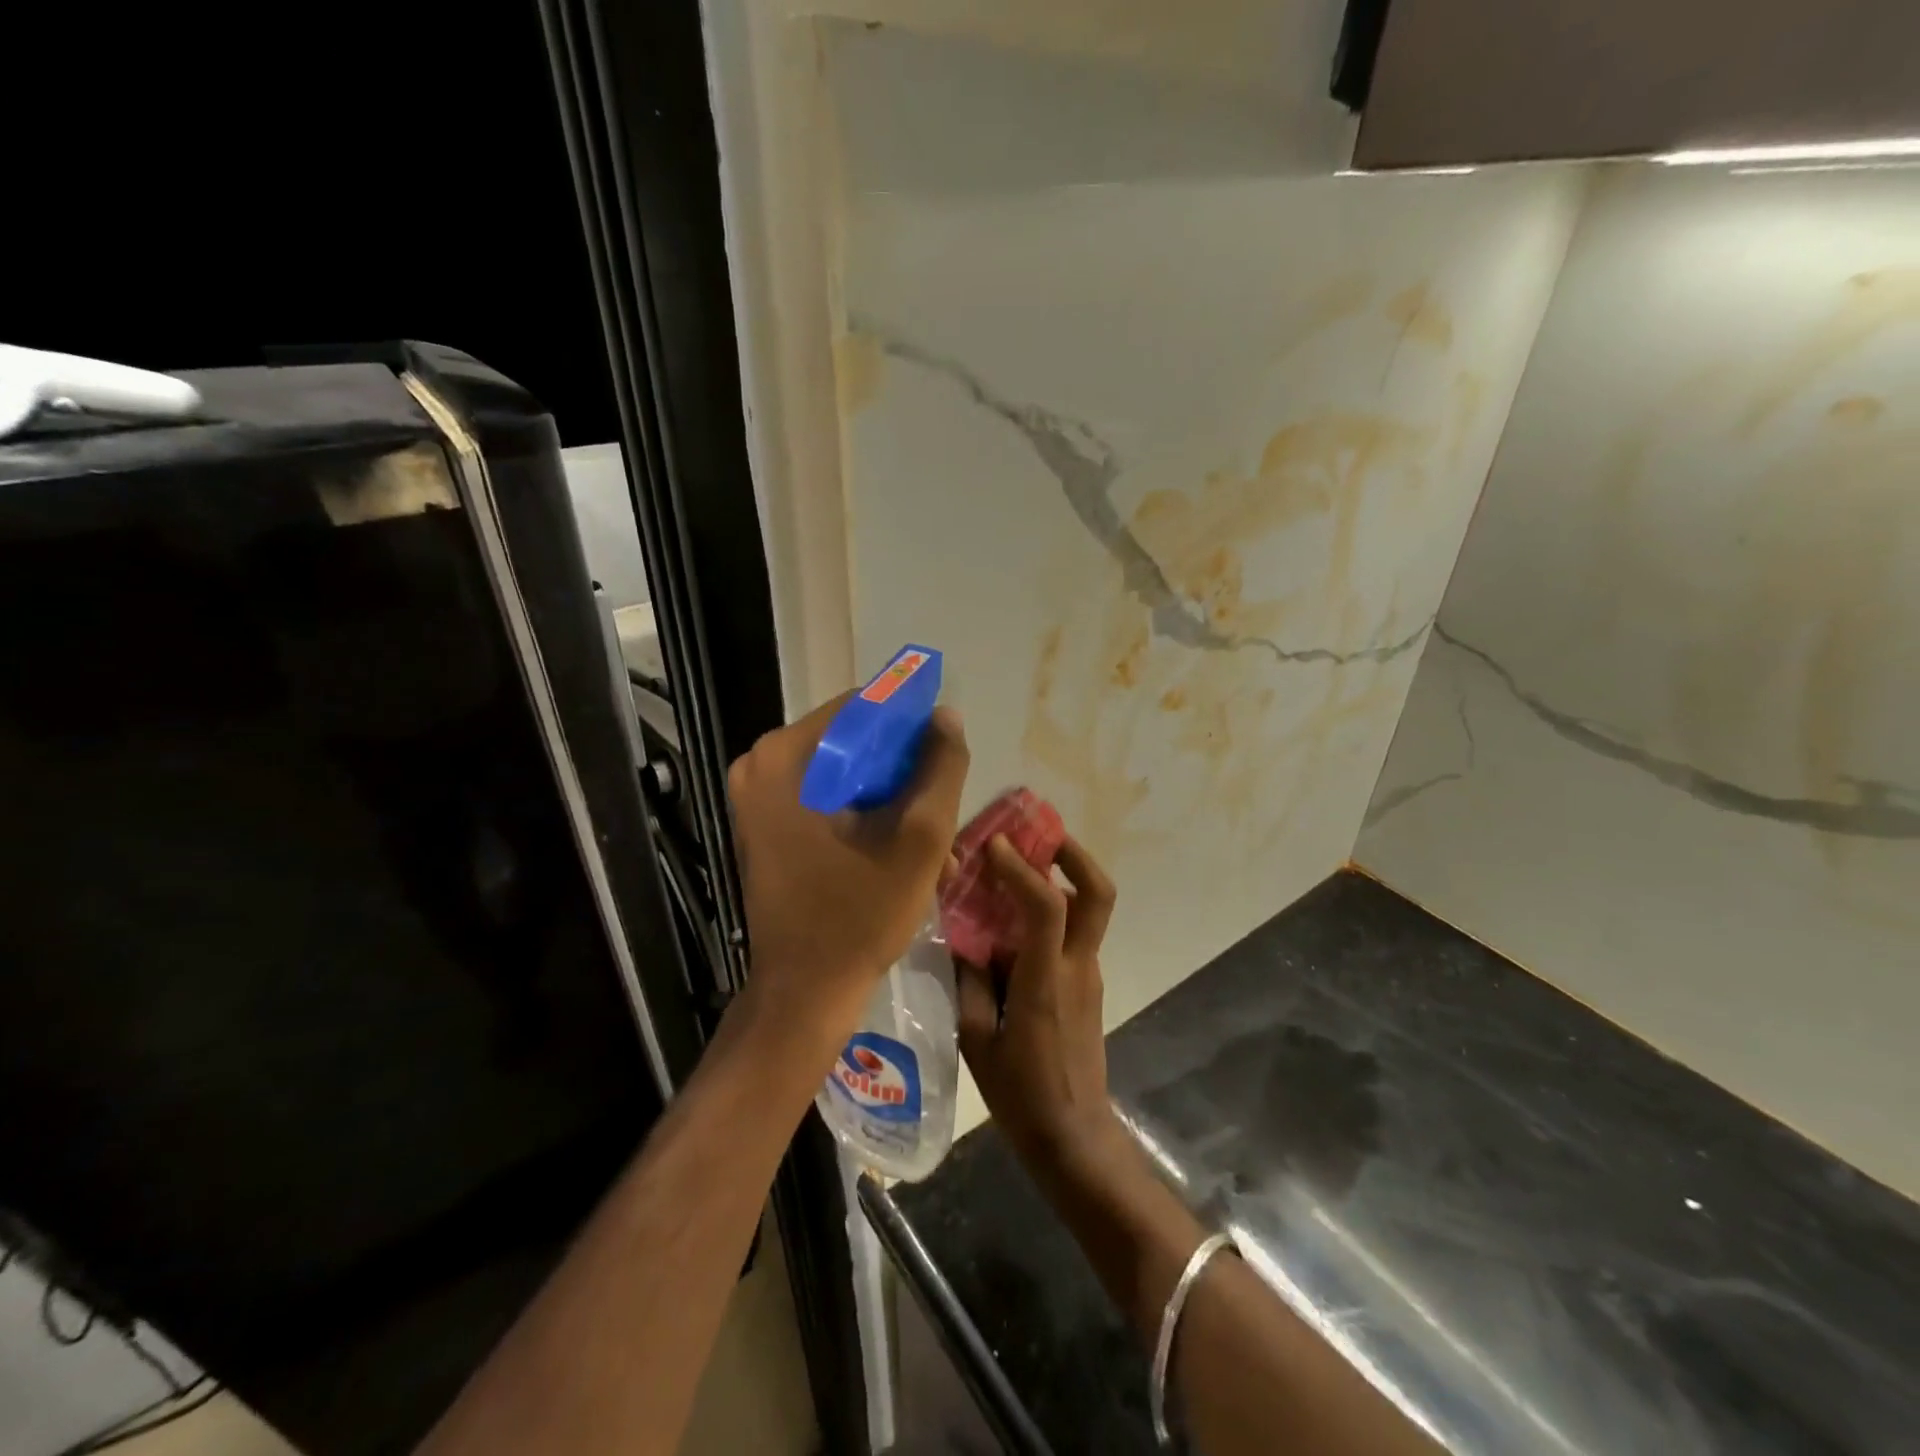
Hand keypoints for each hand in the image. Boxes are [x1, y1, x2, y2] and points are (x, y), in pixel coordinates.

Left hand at [727, 694, 969, 1049]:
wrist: (805, 993)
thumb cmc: (859, 915)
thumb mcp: (919, 838)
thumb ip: (941, 768)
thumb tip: (946, 716)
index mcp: (783, 758)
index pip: (861, 708)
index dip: (911, 727)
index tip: (944, 760)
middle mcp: (760, 766)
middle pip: (852, 743)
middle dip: (903, 774)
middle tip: (940, 808)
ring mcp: (759, 798)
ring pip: (845, 774)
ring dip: (892, 801)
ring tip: (935, 840)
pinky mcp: (767, 826)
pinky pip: (828, 799)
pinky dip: (867, 817)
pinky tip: (904, 852)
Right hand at [956, 835, 1127, 1180]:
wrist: (1074, 1138)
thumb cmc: (1020, 1094)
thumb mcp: (978, 1039)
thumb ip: (970, 980)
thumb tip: (962, 932)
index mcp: (1047, 981)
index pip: (1047, 907)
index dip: (1022, 869)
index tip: (992, 844)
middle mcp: (1077, 966)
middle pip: (1098, 893)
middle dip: (1073, 853)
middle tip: (1038, 833)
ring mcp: (1088, 973)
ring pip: (1089, 908)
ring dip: (1062, 875)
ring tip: (1020, 862)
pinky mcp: (1088, 984)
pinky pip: (1075, 931)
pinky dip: (1053, 908)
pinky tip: (1015, 917)